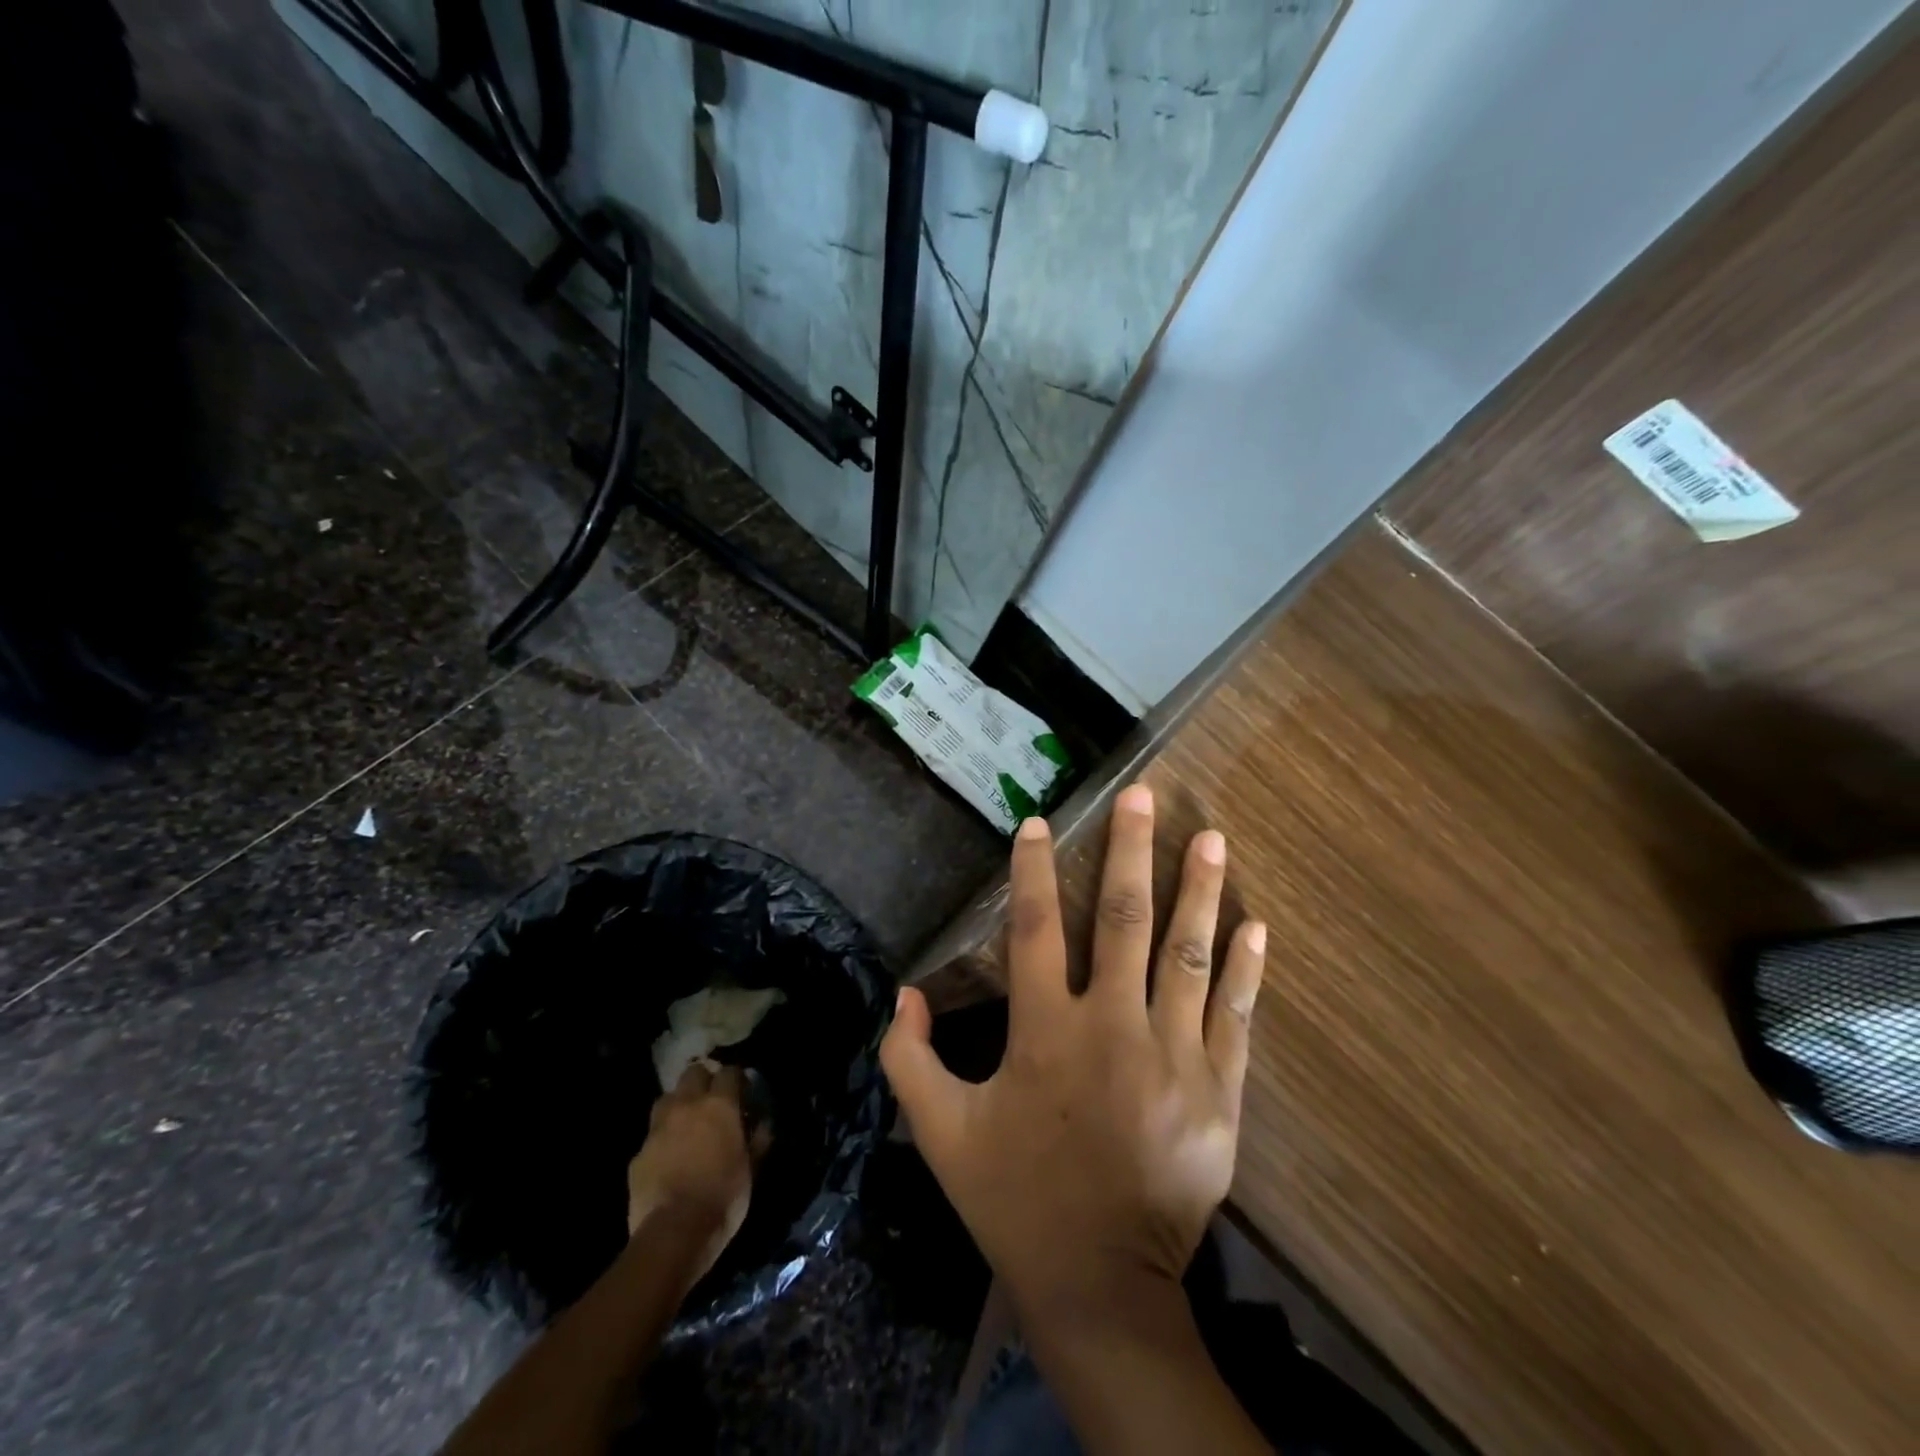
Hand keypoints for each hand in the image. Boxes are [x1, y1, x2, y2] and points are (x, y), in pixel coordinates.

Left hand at [626, 1062, 761, 1282]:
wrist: (672, 1234)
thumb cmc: (722, 1198)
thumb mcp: (751, 1170)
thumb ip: (757, 1141)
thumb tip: (763, 1125)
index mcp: (719, 1105)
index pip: (729, 1072)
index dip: (736, 1079)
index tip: (742, 1091)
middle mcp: (687, 1106)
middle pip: (693, 1072)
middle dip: (703, 1081)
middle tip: (712, 1100)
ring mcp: (658, 1128)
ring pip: (667, 1097)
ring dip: (678, 1104)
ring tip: (686, 1122)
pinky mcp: (638, 1154)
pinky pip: (652, 1136)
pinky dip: (662, 1139)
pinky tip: (667, 1157)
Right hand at [881, 784, 1266, 1322]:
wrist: (1102, 1285)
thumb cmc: (1017, 1201)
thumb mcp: (940, 1135)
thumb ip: (910, 1061)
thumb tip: (905, 995)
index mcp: (1045, 1034)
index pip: (1036, 929)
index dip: (1033, 871)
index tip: (1039, 822)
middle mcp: (1113, 1028)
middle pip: (1123, 920)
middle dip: (1131, 850)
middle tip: (1143, 795)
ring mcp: (1174, 1056)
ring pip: (1187, 954)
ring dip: (1200, 890)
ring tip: (1211, 836)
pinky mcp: (1218, 1091)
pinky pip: (1234, 1015)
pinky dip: (1245, 967)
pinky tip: (1256, 924)